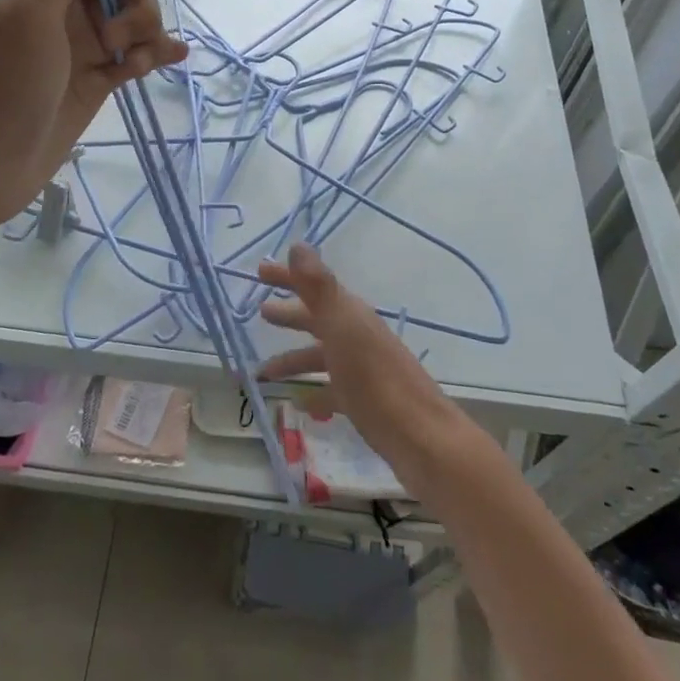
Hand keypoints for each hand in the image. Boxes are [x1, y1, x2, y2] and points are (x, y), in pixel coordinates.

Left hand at [0, 0, 187, 225]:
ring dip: (146, 35)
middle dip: (138, 6)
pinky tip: (174, 57)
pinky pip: (137, 57)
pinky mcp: (98, 81)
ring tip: (130, 66)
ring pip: (136, 22)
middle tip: (114, 41)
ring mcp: (85, 48)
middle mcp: (68, 12)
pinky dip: (157, 53)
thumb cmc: (6, 84)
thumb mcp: (27, 14)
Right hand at [257, 244, 466, 485]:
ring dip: (292, 360)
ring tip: (262, 373)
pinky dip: (313, 392)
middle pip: (316, 319)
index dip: (287, 277)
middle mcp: (355, 335)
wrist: (420, 436)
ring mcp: (360, 369)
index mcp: (349, 314)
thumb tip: (297, 244)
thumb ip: (318, 286)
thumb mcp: (342, 326)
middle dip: (289, 314)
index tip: (259, 271)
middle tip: (260, 312)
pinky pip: (331, 390)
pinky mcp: (363, 401)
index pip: (312, 286)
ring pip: (319, 357)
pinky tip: (297, 404)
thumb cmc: (375, 377)